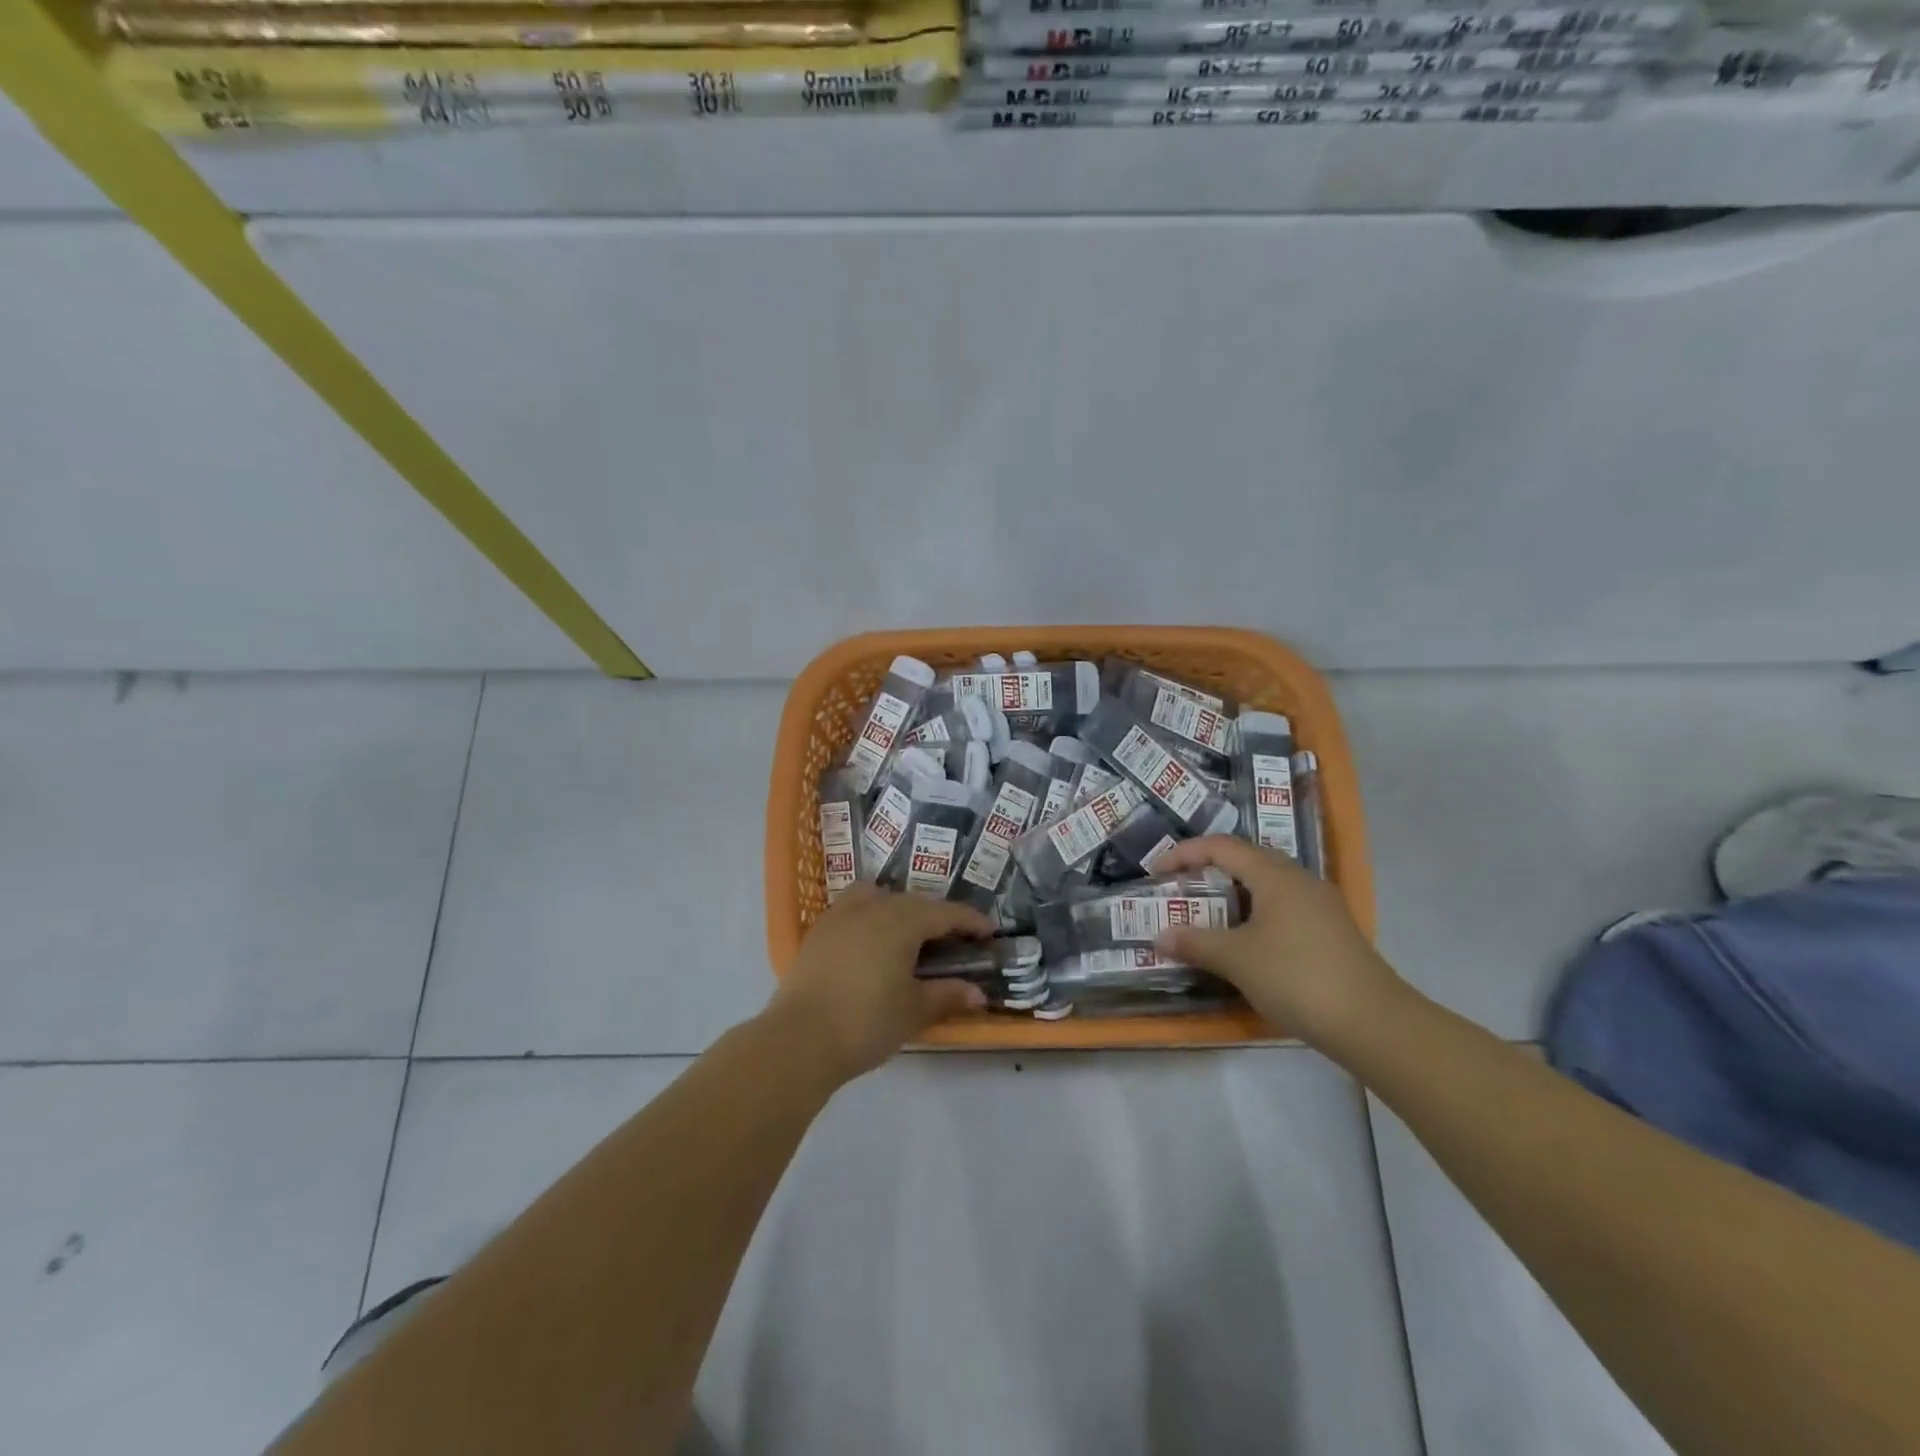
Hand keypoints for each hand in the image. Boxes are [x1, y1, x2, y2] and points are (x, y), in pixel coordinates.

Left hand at [766, 885, 993, 1084]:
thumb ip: (947, 995)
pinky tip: (872, 942)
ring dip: (899, 907)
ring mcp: (840, 916)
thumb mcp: (913, 1011)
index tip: (990, 932)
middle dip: (937, 916)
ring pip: (877, 896)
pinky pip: (852, 909)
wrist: (799, 1039)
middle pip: (913, 901)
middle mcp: (871, 907)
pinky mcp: (818, 932)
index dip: (970, 921)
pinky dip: (870, 916)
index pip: (945, 913)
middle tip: (955, 938)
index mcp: (901, 921)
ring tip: (908, 932)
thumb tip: (977, 993)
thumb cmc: (866, 1022)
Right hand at [1152, 836, 1405, 1045]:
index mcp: (1275, 875)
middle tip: (1180, 892)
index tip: (1157, 872)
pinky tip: (1244, 944)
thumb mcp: (1236, 959)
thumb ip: (1195, 942)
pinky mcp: (1331, 932)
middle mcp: (1300, 880)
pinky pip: (1282, 909)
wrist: (1373, 1023)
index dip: (1185, 853)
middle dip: (1208, 872)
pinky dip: (1254, 916)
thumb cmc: (1297, 977)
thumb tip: (1160, 936)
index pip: (1222, 846)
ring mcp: (1320, 906)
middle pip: (1246, 861)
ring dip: (1232, 897)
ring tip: (1206, 918)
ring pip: (1266, 887)